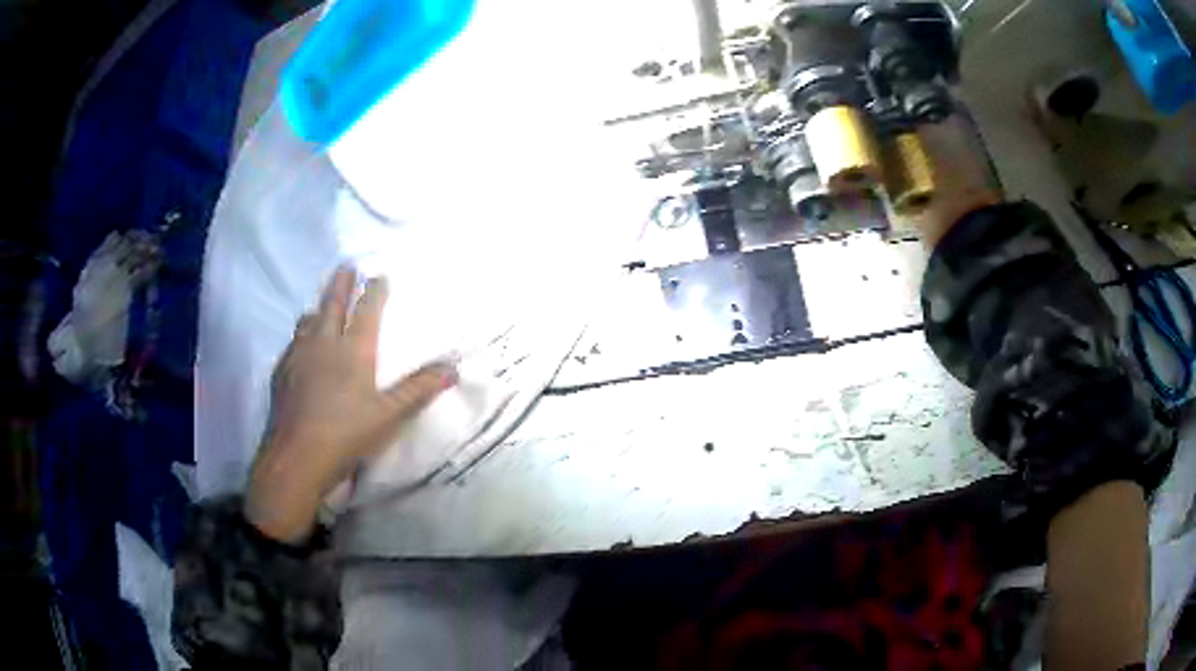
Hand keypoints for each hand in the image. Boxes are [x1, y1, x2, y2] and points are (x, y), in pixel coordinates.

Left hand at [245, 267, 456, 542]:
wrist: (296, 457)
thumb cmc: (347, 435)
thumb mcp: (389, 416)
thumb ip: (418, 390)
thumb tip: (453, 367)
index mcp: (353, 351)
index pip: (367, 311)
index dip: (375, 291)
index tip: (379, 275)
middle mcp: (324, 344)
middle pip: (333, 305)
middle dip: (341, 284)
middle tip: (345, 266)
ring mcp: (299, 357)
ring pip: (309, 322)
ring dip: (318, 309)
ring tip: (321, 306)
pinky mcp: (282, 373)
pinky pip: (293, 344)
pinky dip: (300, 336)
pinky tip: (299, 346)